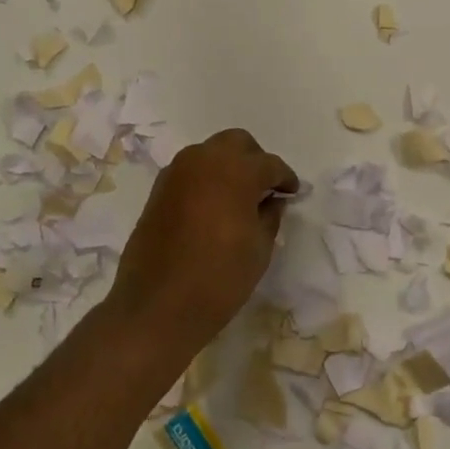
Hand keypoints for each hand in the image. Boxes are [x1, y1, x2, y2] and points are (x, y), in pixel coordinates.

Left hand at [107, 129, 298, 356]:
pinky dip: (206, 178)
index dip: (285, 179)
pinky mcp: (159, 189)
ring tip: (239, 197)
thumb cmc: (219, 278)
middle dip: (255, 160)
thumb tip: (271, 200)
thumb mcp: (259, 249)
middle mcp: (204, 160)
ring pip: (210, 153)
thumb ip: (270, 215)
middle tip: (265, 188)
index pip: (269, 165)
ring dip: (228, 166)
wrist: (158, 305)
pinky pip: (190, 170)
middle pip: (237, 143)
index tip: (292, 193)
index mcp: (235, 171)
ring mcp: (177, 172)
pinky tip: (213, 206)